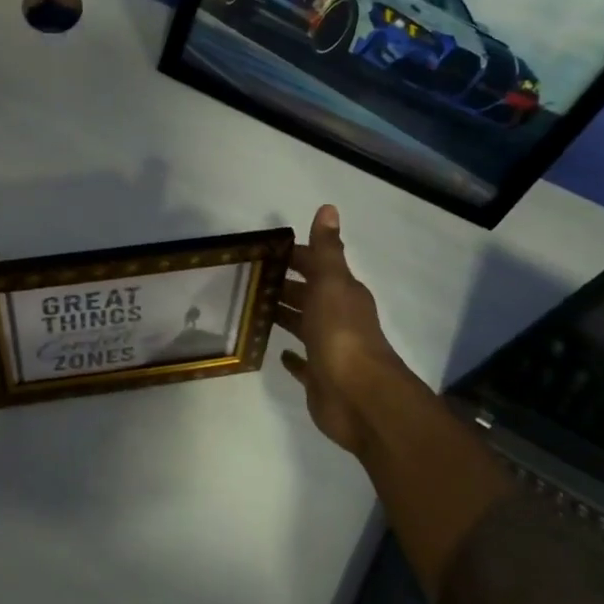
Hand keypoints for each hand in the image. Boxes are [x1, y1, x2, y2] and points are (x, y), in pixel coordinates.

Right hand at [275, 205, 423, 455]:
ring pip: (303, 325)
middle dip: (282, 284)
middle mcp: (338, 317)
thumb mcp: (332, 283)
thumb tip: (328, 207)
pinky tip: (276, 352)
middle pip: (307, 294)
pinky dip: (291, 356)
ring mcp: (329, 348)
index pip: (315, 265)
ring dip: (283, 315)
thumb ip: (327, 249)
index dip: (292, 256)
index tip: (260, 252)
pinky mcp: (320, 377)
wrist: (359, 396)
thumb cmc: (341, 334)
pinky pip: (303, 362)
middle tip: (245, 279)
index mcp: (342, 293)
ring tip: (250, 309)